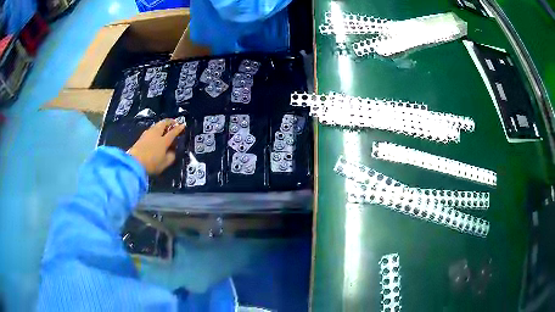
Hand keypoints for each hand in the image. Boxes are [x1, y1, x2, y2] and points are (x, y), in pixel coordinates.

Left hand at [127, 119, 185, 174]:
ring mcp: (147, 134)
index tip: (183, 125)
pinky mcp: (141, 137)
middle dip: (169, 122)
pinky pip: (151, 129)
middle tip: (173, 123)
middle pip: (164, 124)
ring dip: (162, 124)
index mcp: (164, 140)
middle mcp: (156, 134)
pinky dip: (156, 129)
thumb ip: (171, 156)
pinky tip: (155, 133)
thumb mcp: (165, 163)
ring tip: (165, 127)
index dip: (179, 128)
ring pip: (156, 125)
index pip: (173, 132)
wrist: (134, 163)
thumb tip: (172, 151)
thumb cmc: (151, 164)